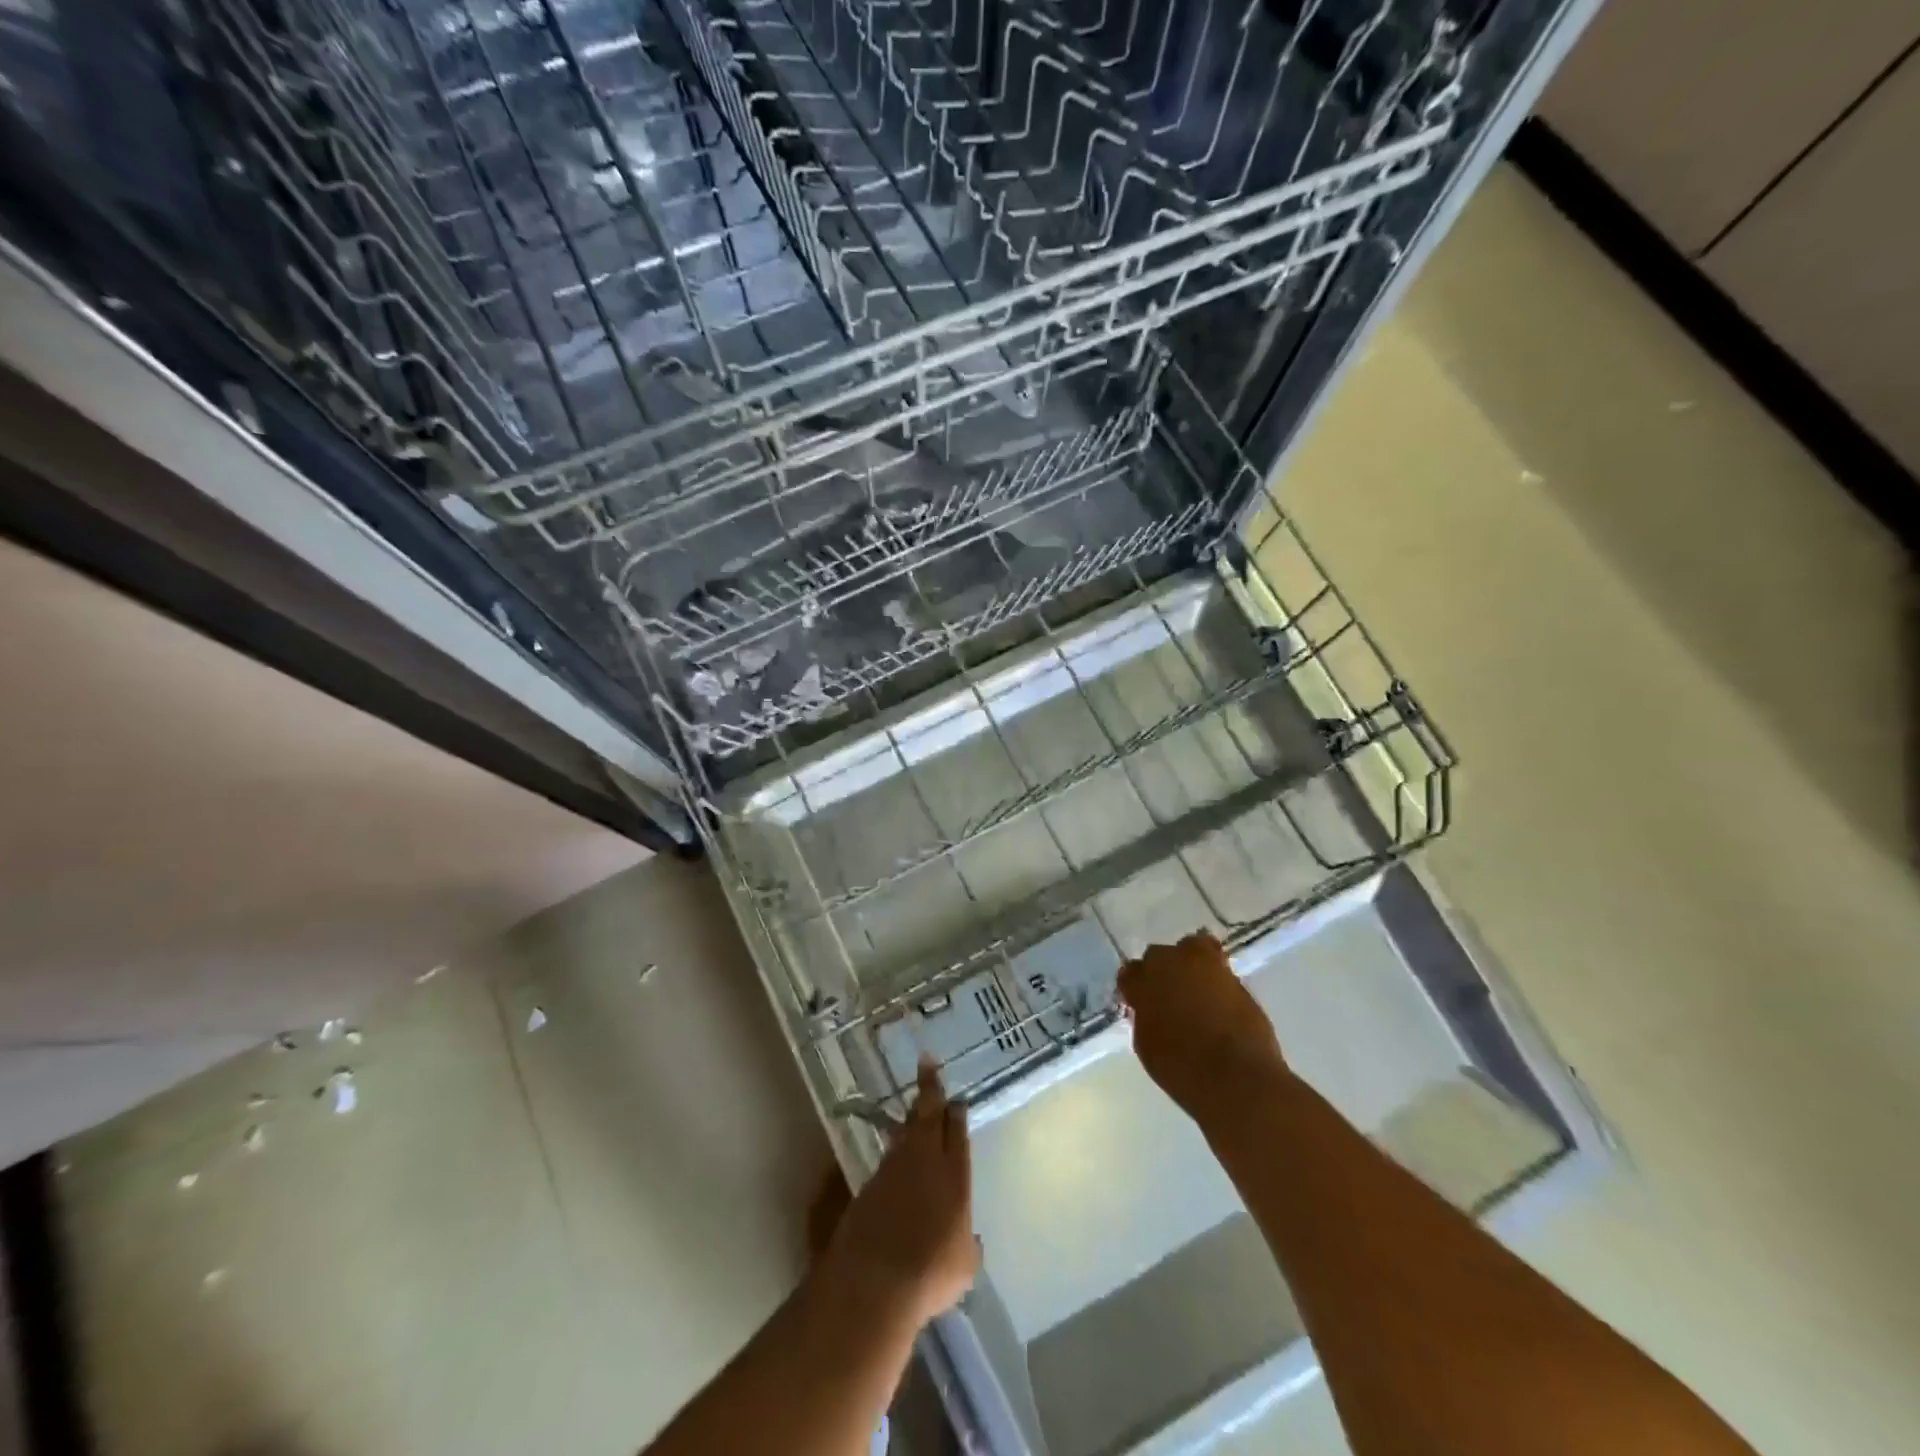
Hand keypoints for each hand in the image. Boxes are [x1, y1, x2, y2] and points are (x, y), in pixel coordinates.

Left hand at [825, 1063, 977, 1328]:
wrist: (876, 1279)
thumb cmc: (931, 1273)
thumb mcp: (964, 1264)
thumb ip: (969, 1245)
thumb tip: (969, 1239)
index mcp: (954, 1175)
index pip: (956, 1133)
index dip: (955, 1113)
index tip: (956, 1100)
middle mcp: (925, 1161)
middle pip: (928, 1115)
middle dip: (930, 1088)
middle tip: (927, 1063)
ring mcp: (894, 1168)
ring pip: (906, 1130)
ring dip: (911, 1115)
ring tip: (915, 1104)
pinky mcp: (870, 1182)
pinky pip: (889, 1153)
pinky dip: (895, 1146)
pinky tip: (897, 1148)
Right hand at [1119, 931, 1289, 1118]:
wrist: (1238, 1077)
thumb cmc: (1183, 1070)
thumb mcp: (1148, 1046)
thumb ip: (1145, 1018)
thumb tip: (1151, 1010)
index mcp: (1144, 983)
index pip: (1130, 973)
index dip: (1135, 987)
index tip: (1140, 1001)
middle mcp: (1172, 964)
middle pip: (1158, 955)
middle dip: (1161, 971)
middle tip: (1168, 994)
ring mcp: (1206, 965)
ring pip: (1191, 947)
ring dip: (1189, 963)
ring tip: (1195, 986)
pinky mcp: (1236, 976)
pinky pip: (1219, 965)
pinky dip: (1215, 976)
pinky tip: (1217, 997)